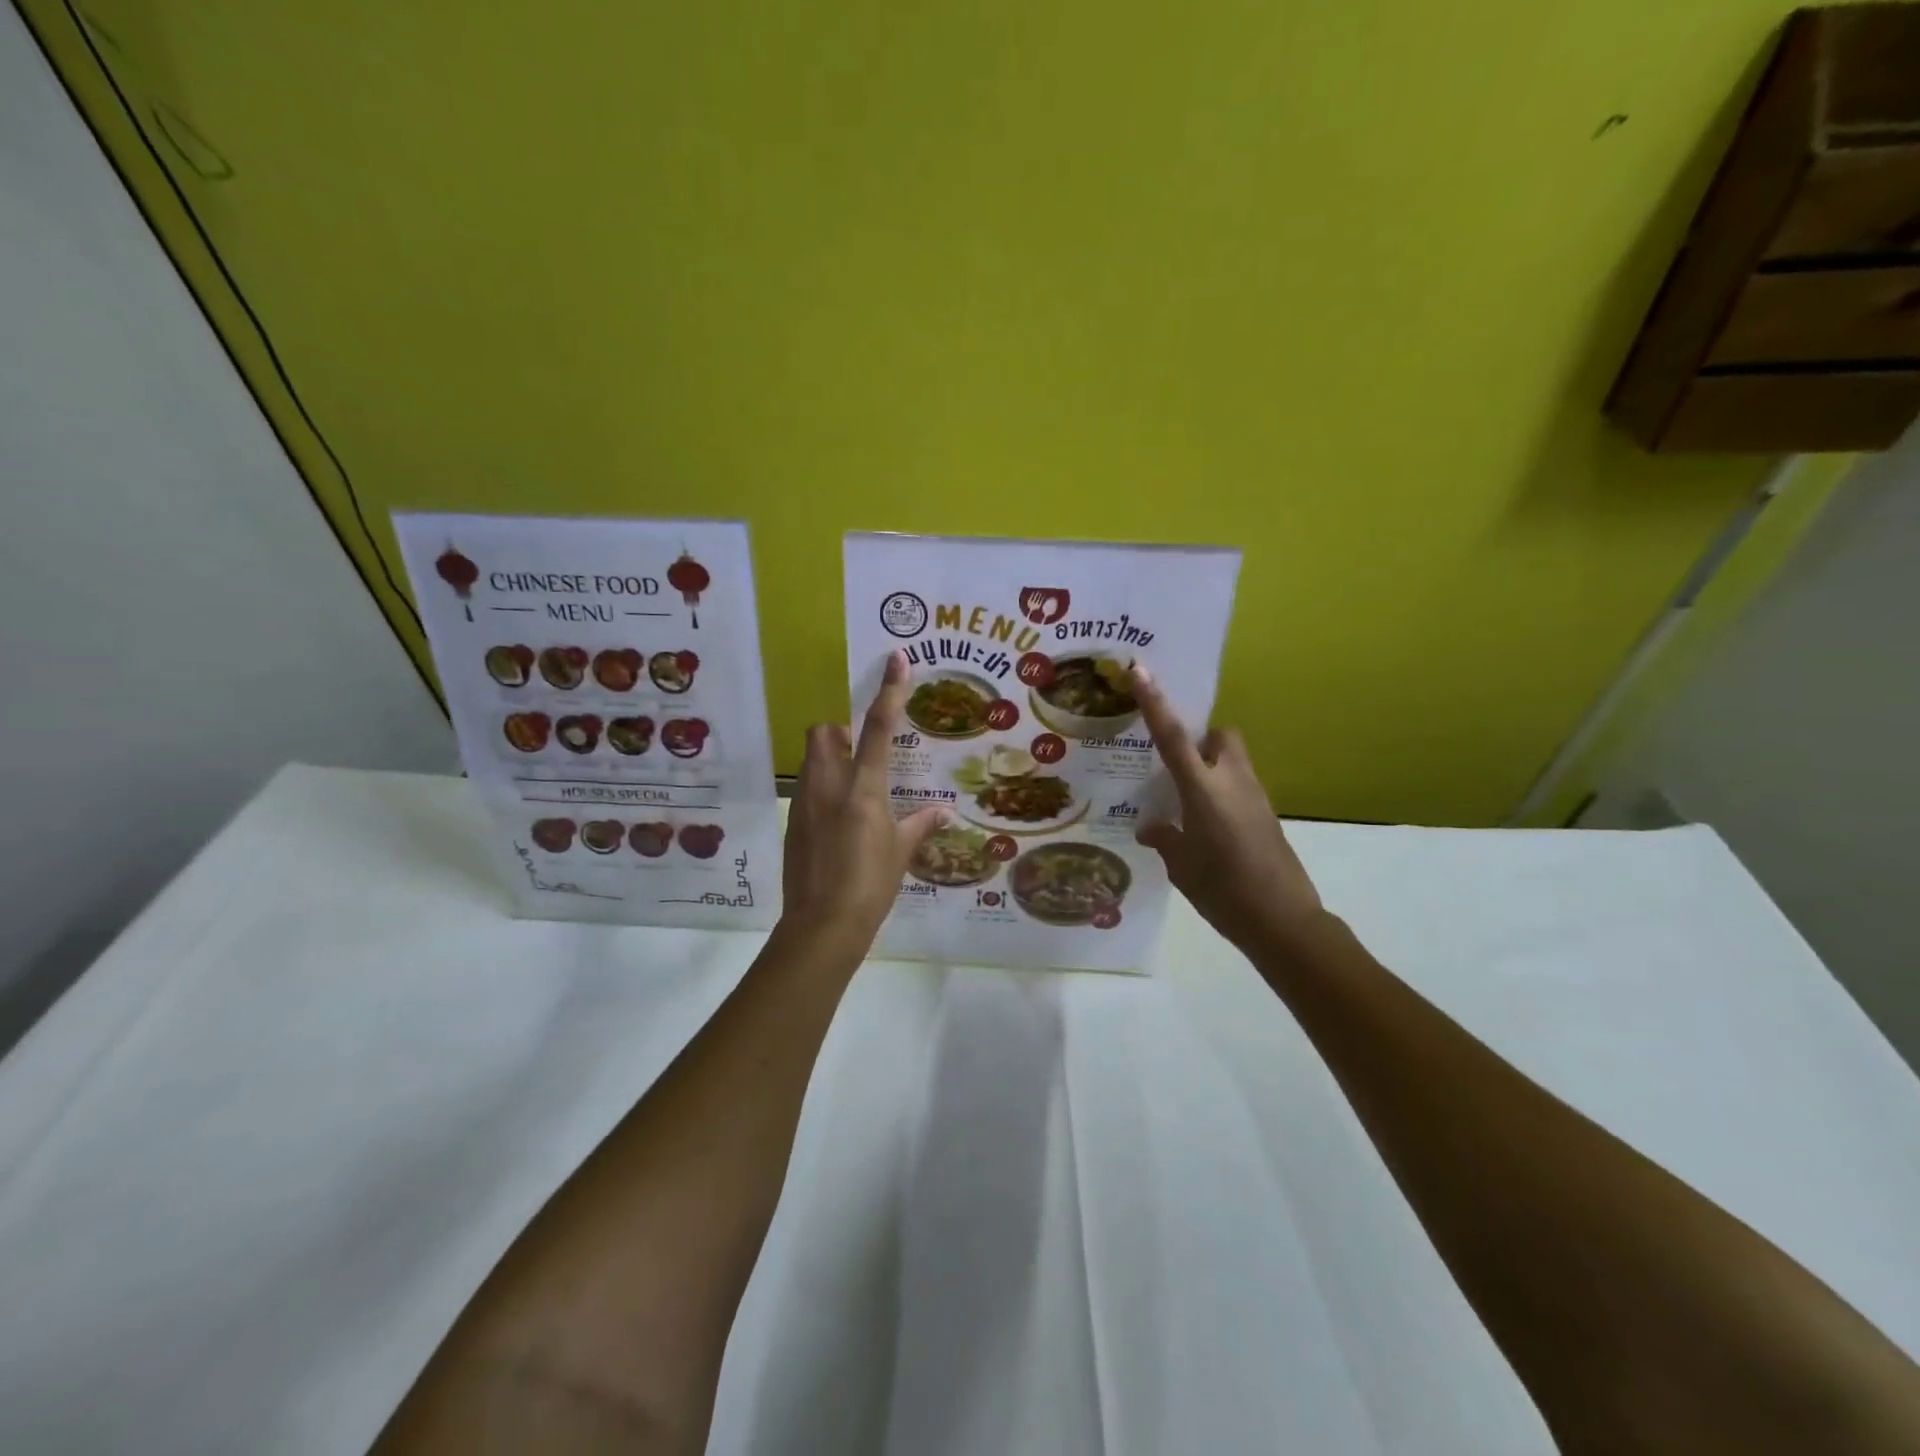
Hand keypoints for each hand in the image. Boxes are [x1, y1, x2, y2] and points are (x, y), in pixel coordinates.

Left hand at [781, 651, 946, 958]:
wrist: (822, 925)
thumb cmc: (871, 885)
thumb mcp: (901, 853)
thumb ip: (920, 825)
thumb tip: (943, 812)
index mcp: (863, 788)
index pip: (879, 728)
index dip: (889, 691)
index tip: (896, 660)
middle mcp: (829, 785)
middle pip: (823, 731)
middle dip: (839, 728)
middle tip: (860, 748)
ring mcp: (805, 802)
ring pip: (811, 758)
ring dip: (829, 757)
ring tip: (852, 785)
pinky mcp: (793, 822)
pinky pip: (806, 789)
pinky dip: (822, 788)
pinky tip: (838, 819)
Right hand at [1131, 664, 1324, 954]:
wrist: (1283, 921)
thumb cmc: (1224, 892)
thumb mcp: (1181, 867)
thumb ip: (1165, 838)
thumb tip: (1150, 826)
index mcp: (1204, 791)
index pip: (1174, 738)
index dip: (1156, 703)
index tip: (1142, 671)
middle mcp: (1233, 783)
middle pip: (1221, 737)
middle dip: (1201, 737)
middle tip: (1175, 762)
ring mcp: (1255, 797)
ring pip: (1234, 760)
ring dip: (1211, 765)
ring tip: (1185, 796)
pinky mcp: (1267, 815)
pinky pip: (1240, 786)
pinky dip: (1222, 791)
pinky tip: (1206, 823)